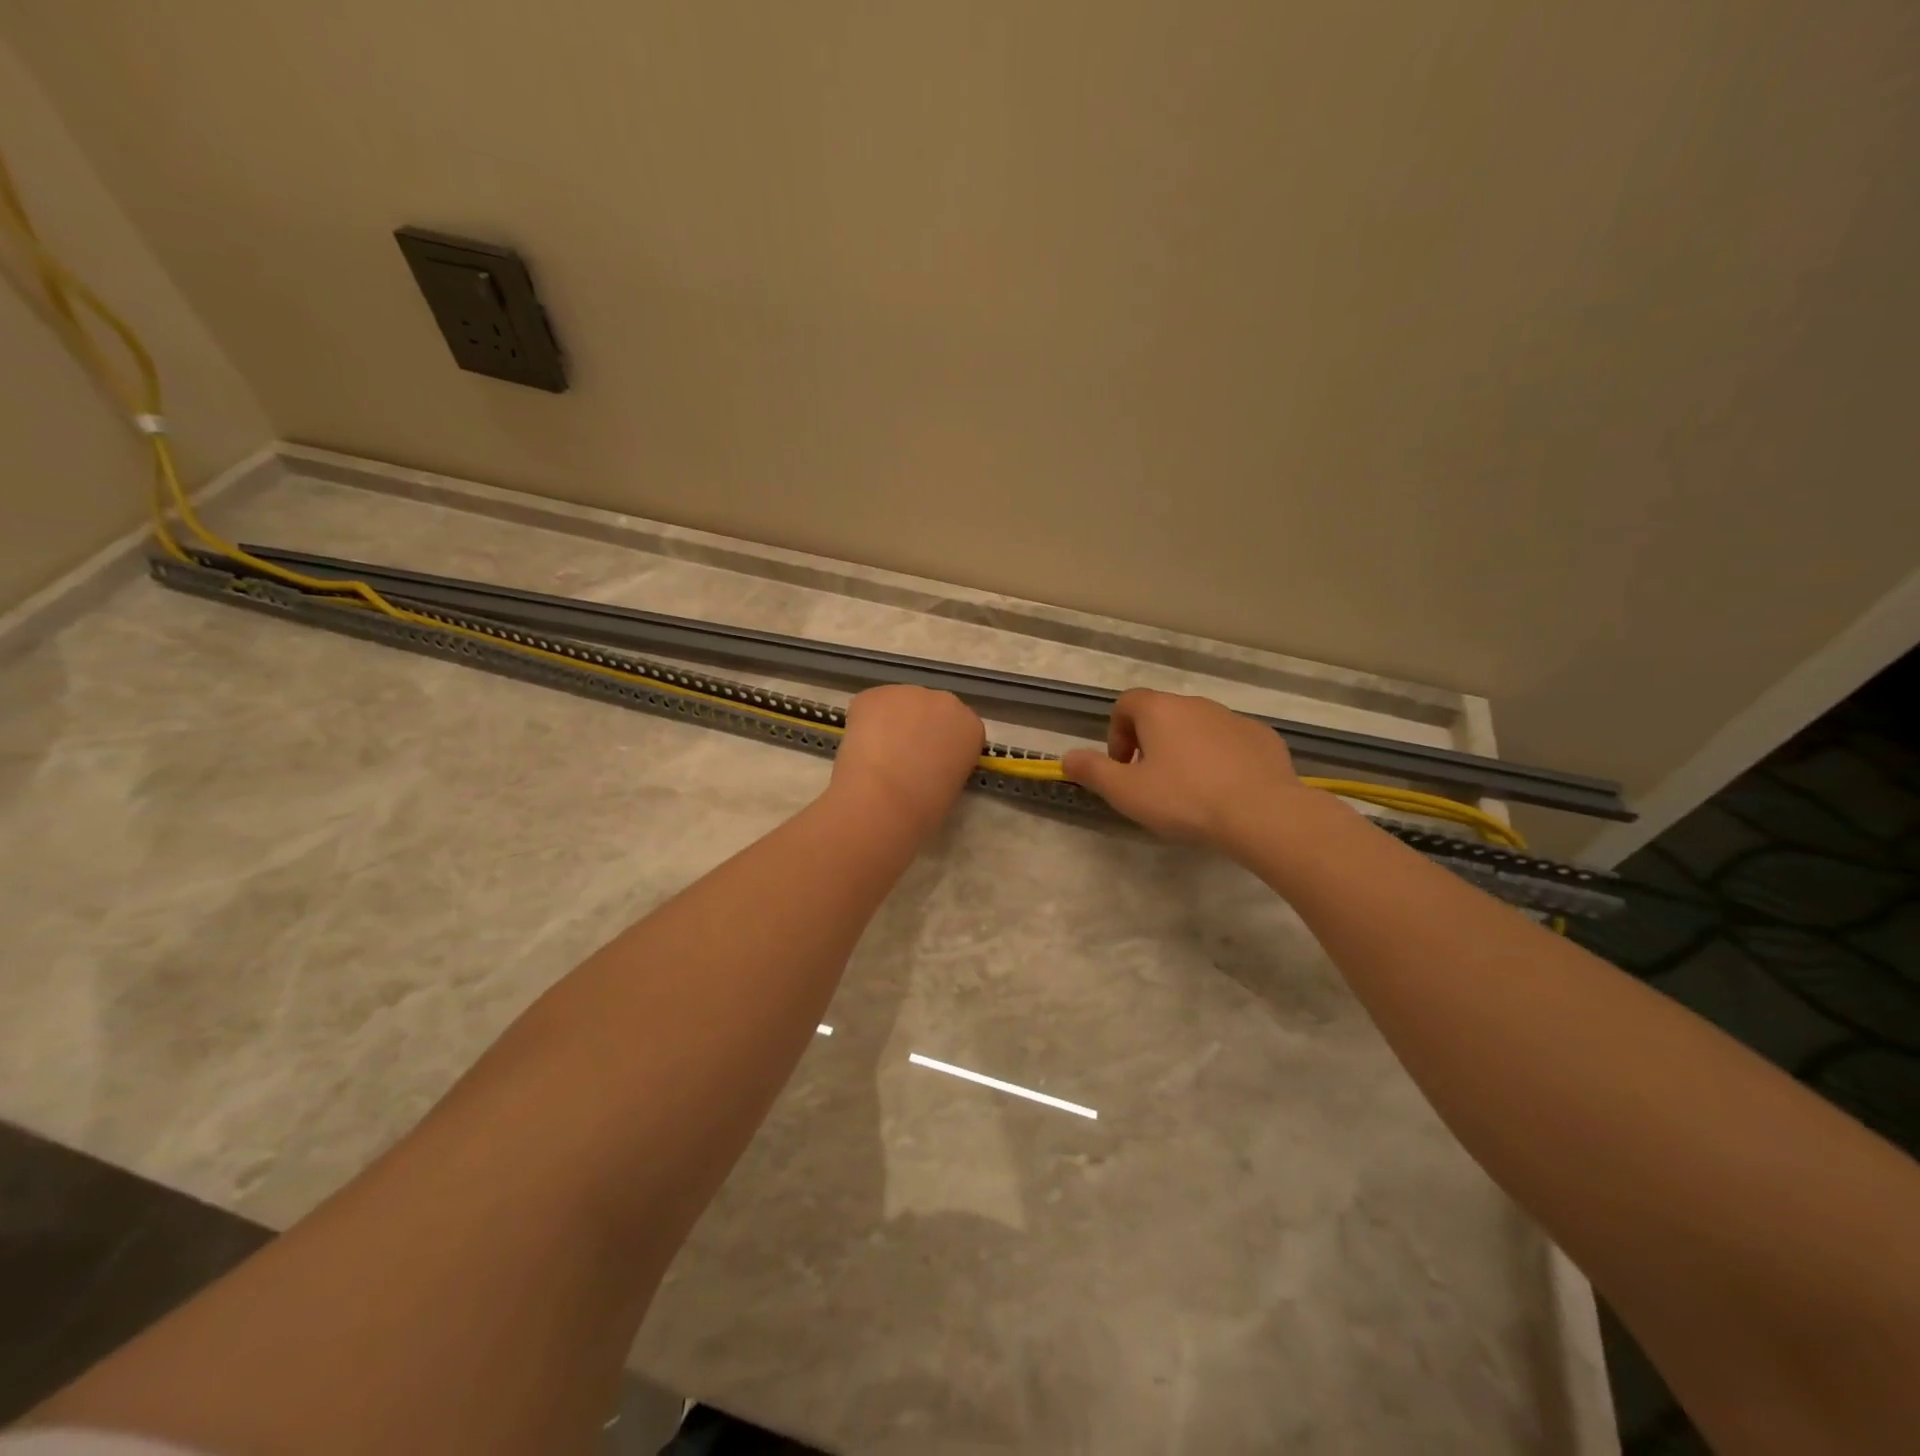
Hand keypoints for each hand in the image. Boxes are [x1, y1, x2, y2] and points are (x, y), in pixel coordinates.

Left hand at [828, 685, 983, 836]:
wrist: (884, 799)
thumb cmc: (925, 807)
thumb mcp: (952, 788)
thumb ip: (947, 765)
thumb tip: (928, 766)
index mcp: (971, 727)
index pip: (961, 730)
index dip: (943, 747)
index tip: (932, 765)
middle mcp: (945, 701)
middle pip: (932, 711)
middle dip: (919, 729)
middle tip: (903, 759)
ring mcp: (908, 693)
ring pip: (899, 706)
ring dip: (891, 724)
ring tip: (878, 756)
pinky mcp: (874, 694)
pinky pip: (870, 706)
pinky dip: (864, 723)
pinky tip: (860, 747)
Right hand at [1063, 689, 1309, 854]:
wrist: (1261, 812)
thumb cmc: (1183, 799)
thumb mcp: (1125, 792)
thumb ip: (1092, 771)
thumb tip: (1066, 757)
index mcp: (1160, 710)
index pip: (1126, 703)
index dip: (1116, 733)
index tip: (1122, 766)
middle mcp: (1196, 704)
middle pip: (1162, 714)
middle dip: (1150, 743)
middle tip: (1151, 782)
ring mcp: (1234, 718)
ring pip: (1198, 728)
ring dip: (1186, 750)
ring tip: (1189, 791)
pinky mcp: (1263, 738)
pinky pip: (1231, 742)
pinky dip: (1221, 759)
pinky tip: (1224, 791)